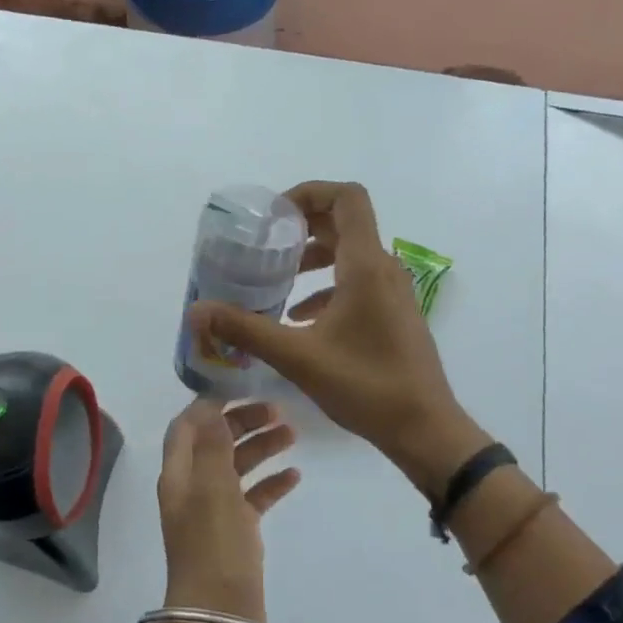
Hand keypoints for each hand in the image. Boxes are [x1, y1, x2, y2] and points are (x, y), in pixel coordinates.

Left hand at [155, 399, 298, 622]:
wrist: (219, 619)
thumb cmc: (214, 549)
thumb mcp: (213, 490)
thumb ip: (211, 445)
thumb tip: (210, 405)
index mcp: (179, 474)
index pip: (186, 425)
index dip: (210, 403)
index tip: (243, 387)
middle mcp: (192, 487)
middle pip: (214, 441)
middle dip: (243, 421)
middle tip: (279, 410)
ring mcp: (213, 511)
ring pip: (236, 466)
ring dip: (260, 447)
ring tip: (293, 434)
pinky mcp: (235, 533)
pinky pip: (252, 497)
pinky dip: (270, 482)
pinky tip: (294, 476)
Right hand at [188, 181, 482, 497]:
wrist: (424, 430)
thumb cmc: (365, 386)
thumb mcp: (297, 357)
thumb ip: (245, 330)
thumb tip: (198, 311)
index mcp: (366, 266)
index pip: (346, 198)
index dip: (309, 193)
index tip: (273, 215)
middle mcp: (384, 270)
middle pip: (345, 223)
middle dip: (302, 227)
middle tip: (265, 244)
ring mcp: (393, 293)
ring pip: (350, 255)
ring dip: (313, 258)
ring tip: (276, 280)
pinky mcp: (393, 316)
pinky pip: (357, 284)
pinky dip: (326, 288)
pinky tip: (299, 319)